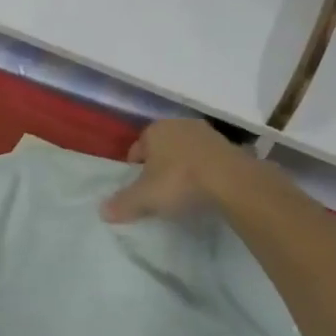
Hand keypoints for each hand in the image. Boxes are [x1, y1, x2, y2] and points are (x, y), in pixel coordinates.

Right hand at [101, 118, 278, 223]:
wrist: (232, 181)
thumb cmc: (180, 181)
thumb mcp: (145, 197)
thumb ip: (123, 203)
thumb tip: (102, 212)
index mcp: (154, 130)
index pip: (136, 149)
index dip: (136, 170)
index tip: (141, 190)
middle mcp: (179, 124)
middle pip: (162, 148)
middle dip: (160, 166)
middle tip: (161, 191)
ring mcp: (207, 133)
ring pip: (186, 152)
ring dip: (184, 167)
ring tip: (185, 191)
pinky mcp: (230, 145)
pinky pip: (209, 159)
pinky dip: (205, 171)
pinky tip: (207, 189)